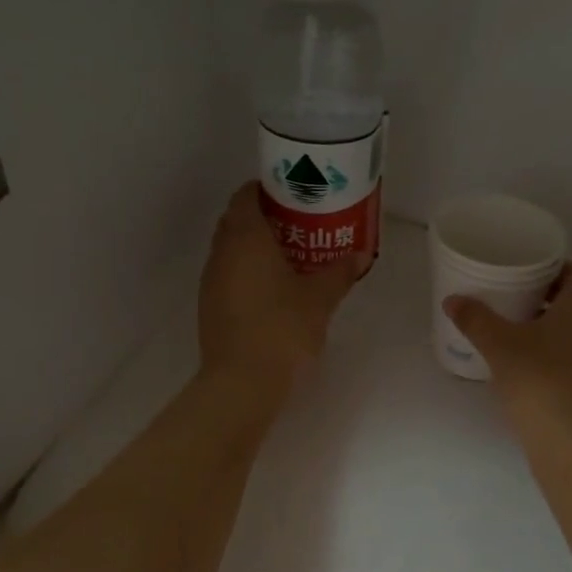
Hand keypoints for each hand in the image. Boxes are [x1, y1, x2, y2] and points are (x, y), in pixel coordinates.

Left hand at [199, 183, 363, 389]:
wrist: (242, 382)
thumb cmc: (283, 328)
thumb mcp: (320, 298)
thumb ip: (340, 272)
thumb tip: (361, 255)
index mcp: (245, 237)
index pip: (246, 195)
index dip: (268, 190)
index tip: (294, 196)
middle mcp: (222, 252)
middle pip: (237, 221)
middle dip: (265, 218)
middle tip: (299, 226)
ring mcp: (212, 281)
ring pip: (232, 250)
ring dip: (256, 248)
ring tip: (291, 257)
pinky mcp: (210, 307)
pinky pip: (230, 275)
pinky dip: (248, 272)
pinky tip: (275, 291)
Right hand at [444, 264, 571, 437]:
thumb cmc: (539, 379)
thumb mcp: (499, 345)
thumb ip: (475, 318)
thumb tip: (452, 300)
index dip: (549, 270)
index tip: (521, 275)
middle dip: (550, 297)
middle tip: (516, 300)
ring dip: (556, 325)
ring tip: (520, 330)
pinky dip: (562, 350)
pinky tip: (533, 362)